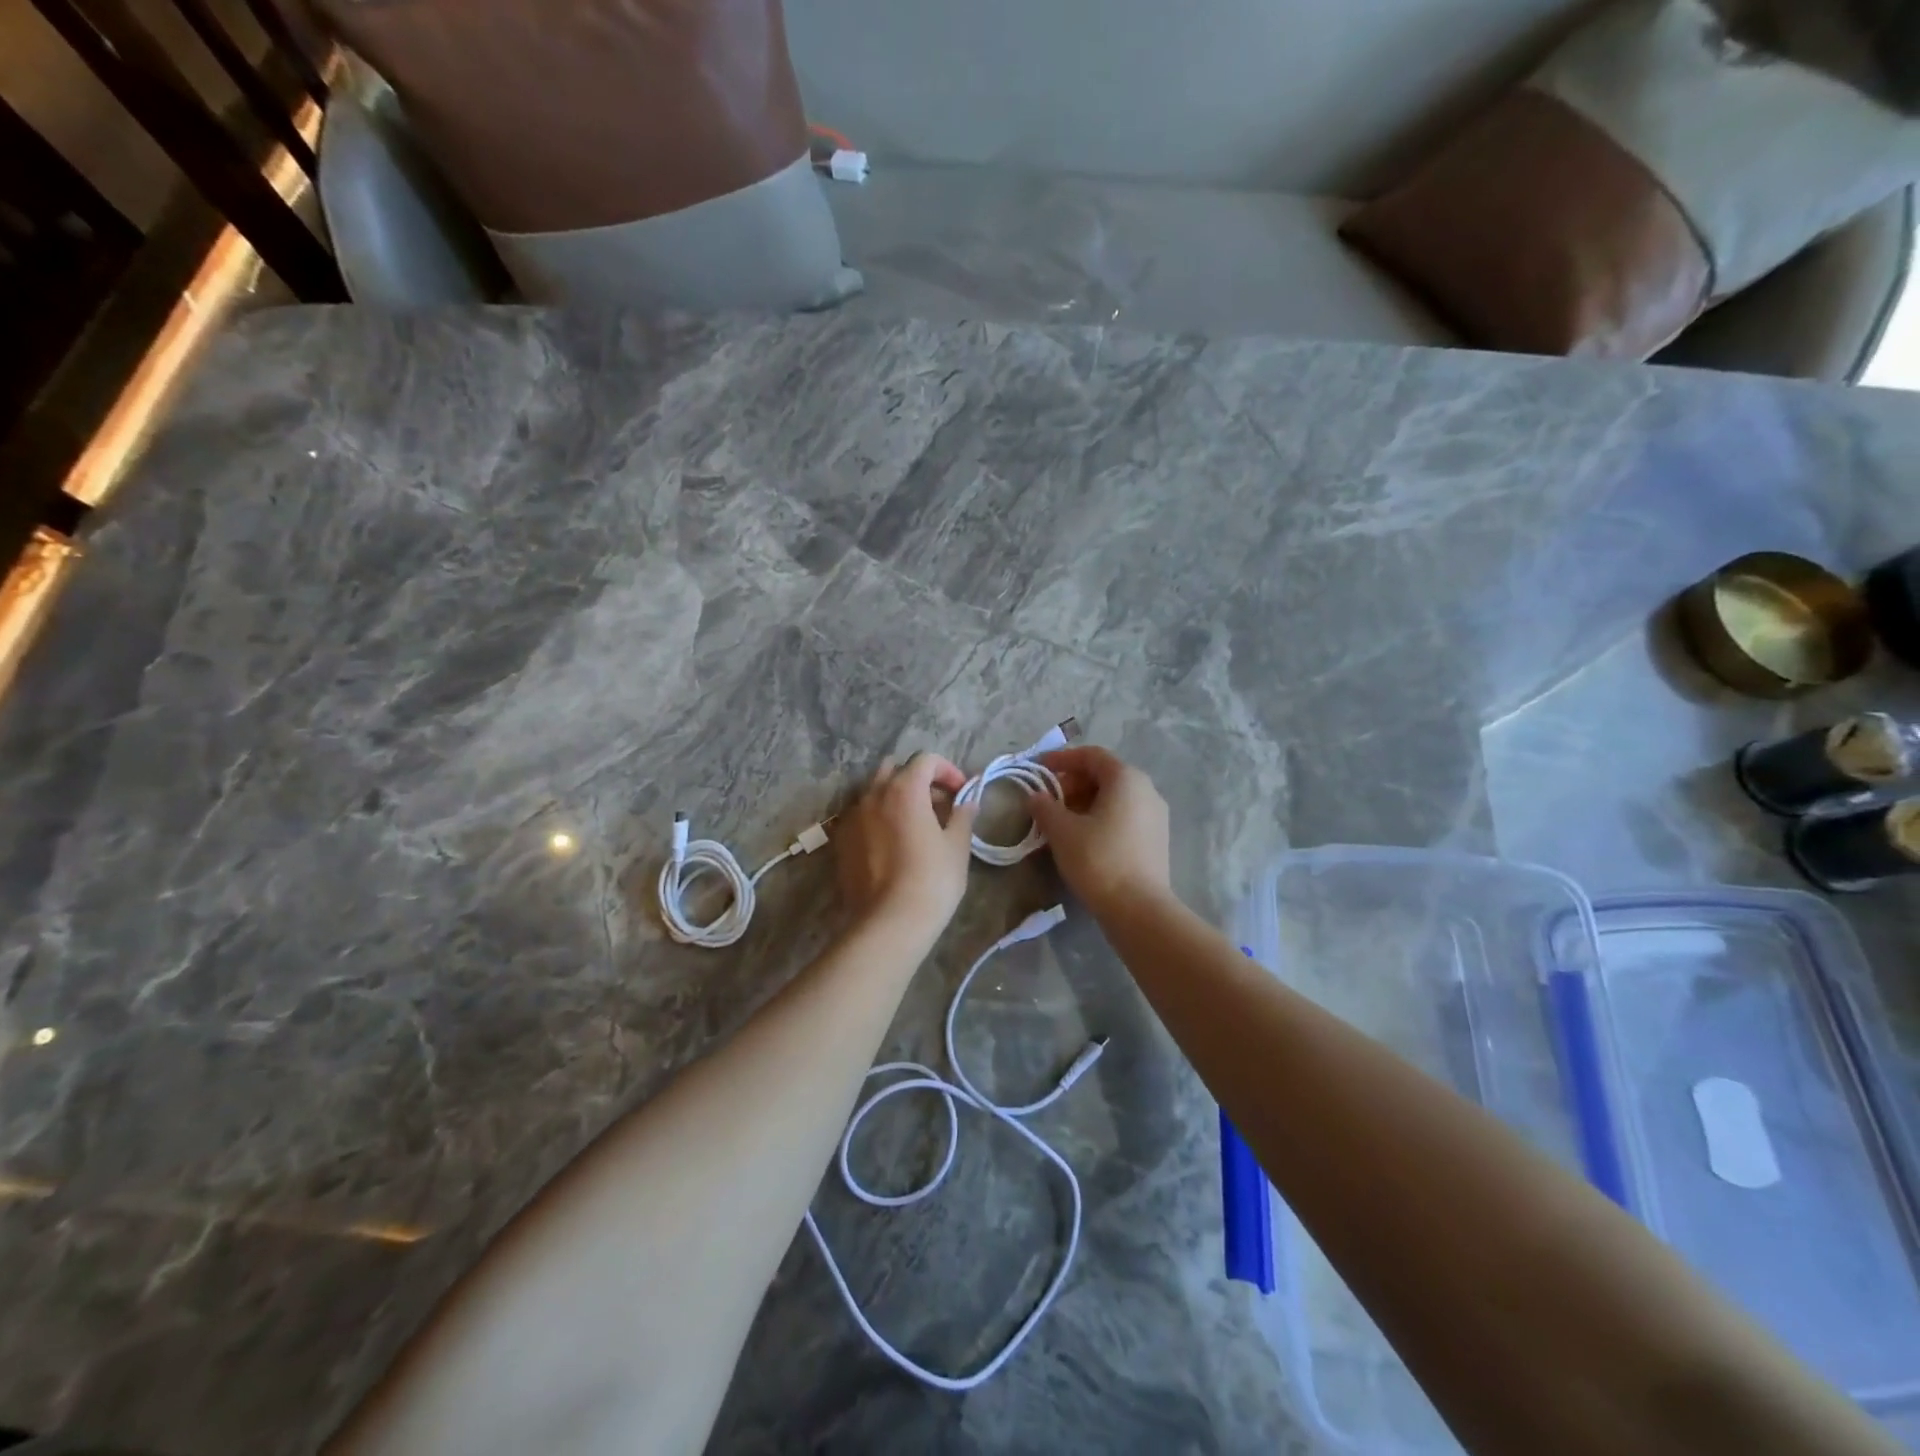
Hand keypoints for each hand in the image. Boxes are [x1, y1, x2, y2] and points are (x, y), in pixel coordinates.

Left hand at [836, 753, 978, 934]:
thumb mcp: (957, 846)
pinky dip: (878, 818)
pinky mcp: (841, 840)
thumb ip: (962, 816)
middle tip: (938, 804)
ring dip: (896, 797)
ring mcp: (852, 816)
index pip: (925, 760)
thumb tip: (967, 802)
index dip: (947, 770)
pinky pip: (861, 815)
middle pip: (895, 770)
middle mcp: (873, 794)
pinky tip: (893, 843)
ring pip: (875, 792)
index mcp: (904, 789)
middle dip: (918, 780)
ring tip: (915, 824)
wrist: (889, 922)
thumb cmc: (932, 880)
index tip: (961, 792)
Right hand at [1027, 746, 1171, 914]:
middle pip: (1104, 775)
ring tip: (1060, 821)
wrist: (1139, 909)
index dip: (1062, 759)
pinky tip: (1082, 838)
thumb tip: (1035, 796)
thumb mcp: (1062, 830)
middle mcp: (1146, 790)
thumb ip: (1044, 807)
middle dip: (1072, 783)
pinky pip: (1124, 816)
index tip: (1038, 769)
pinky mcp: (1156, 839)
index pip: (1091, 755)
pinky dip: (1101, 817)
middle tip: (1047, 799)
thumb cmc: (1098, 859)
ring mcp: (1155, 815)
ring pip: (1115, 797)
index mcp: (1126, 778)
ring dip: (1085, 802)